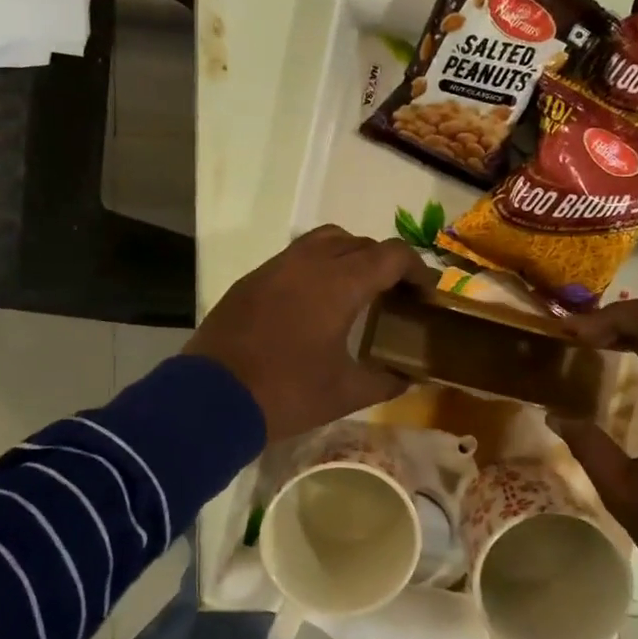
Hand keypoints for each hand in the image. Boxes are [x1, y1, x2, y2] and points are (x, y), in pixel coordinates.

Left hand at [187, 226, 437, 442]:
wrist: (212, 398)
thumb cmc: (287, 393)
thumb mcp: (345, 394)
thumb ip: (385, 381)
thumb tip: (409, 379)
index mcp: (340, 283)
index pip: (391, 256)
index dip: (416, 269)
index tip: (425, 292)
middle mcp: (310, 262)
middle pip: (359, 242)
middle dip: (383, 262)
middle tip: (393, 294)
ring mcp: (276, 267)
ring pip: (323, 240)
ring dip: (348, 255)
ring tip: (355, 289)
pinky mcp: (251, 279)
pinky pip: (294, 257)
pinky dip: (315, 266)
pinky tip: (313, 302)